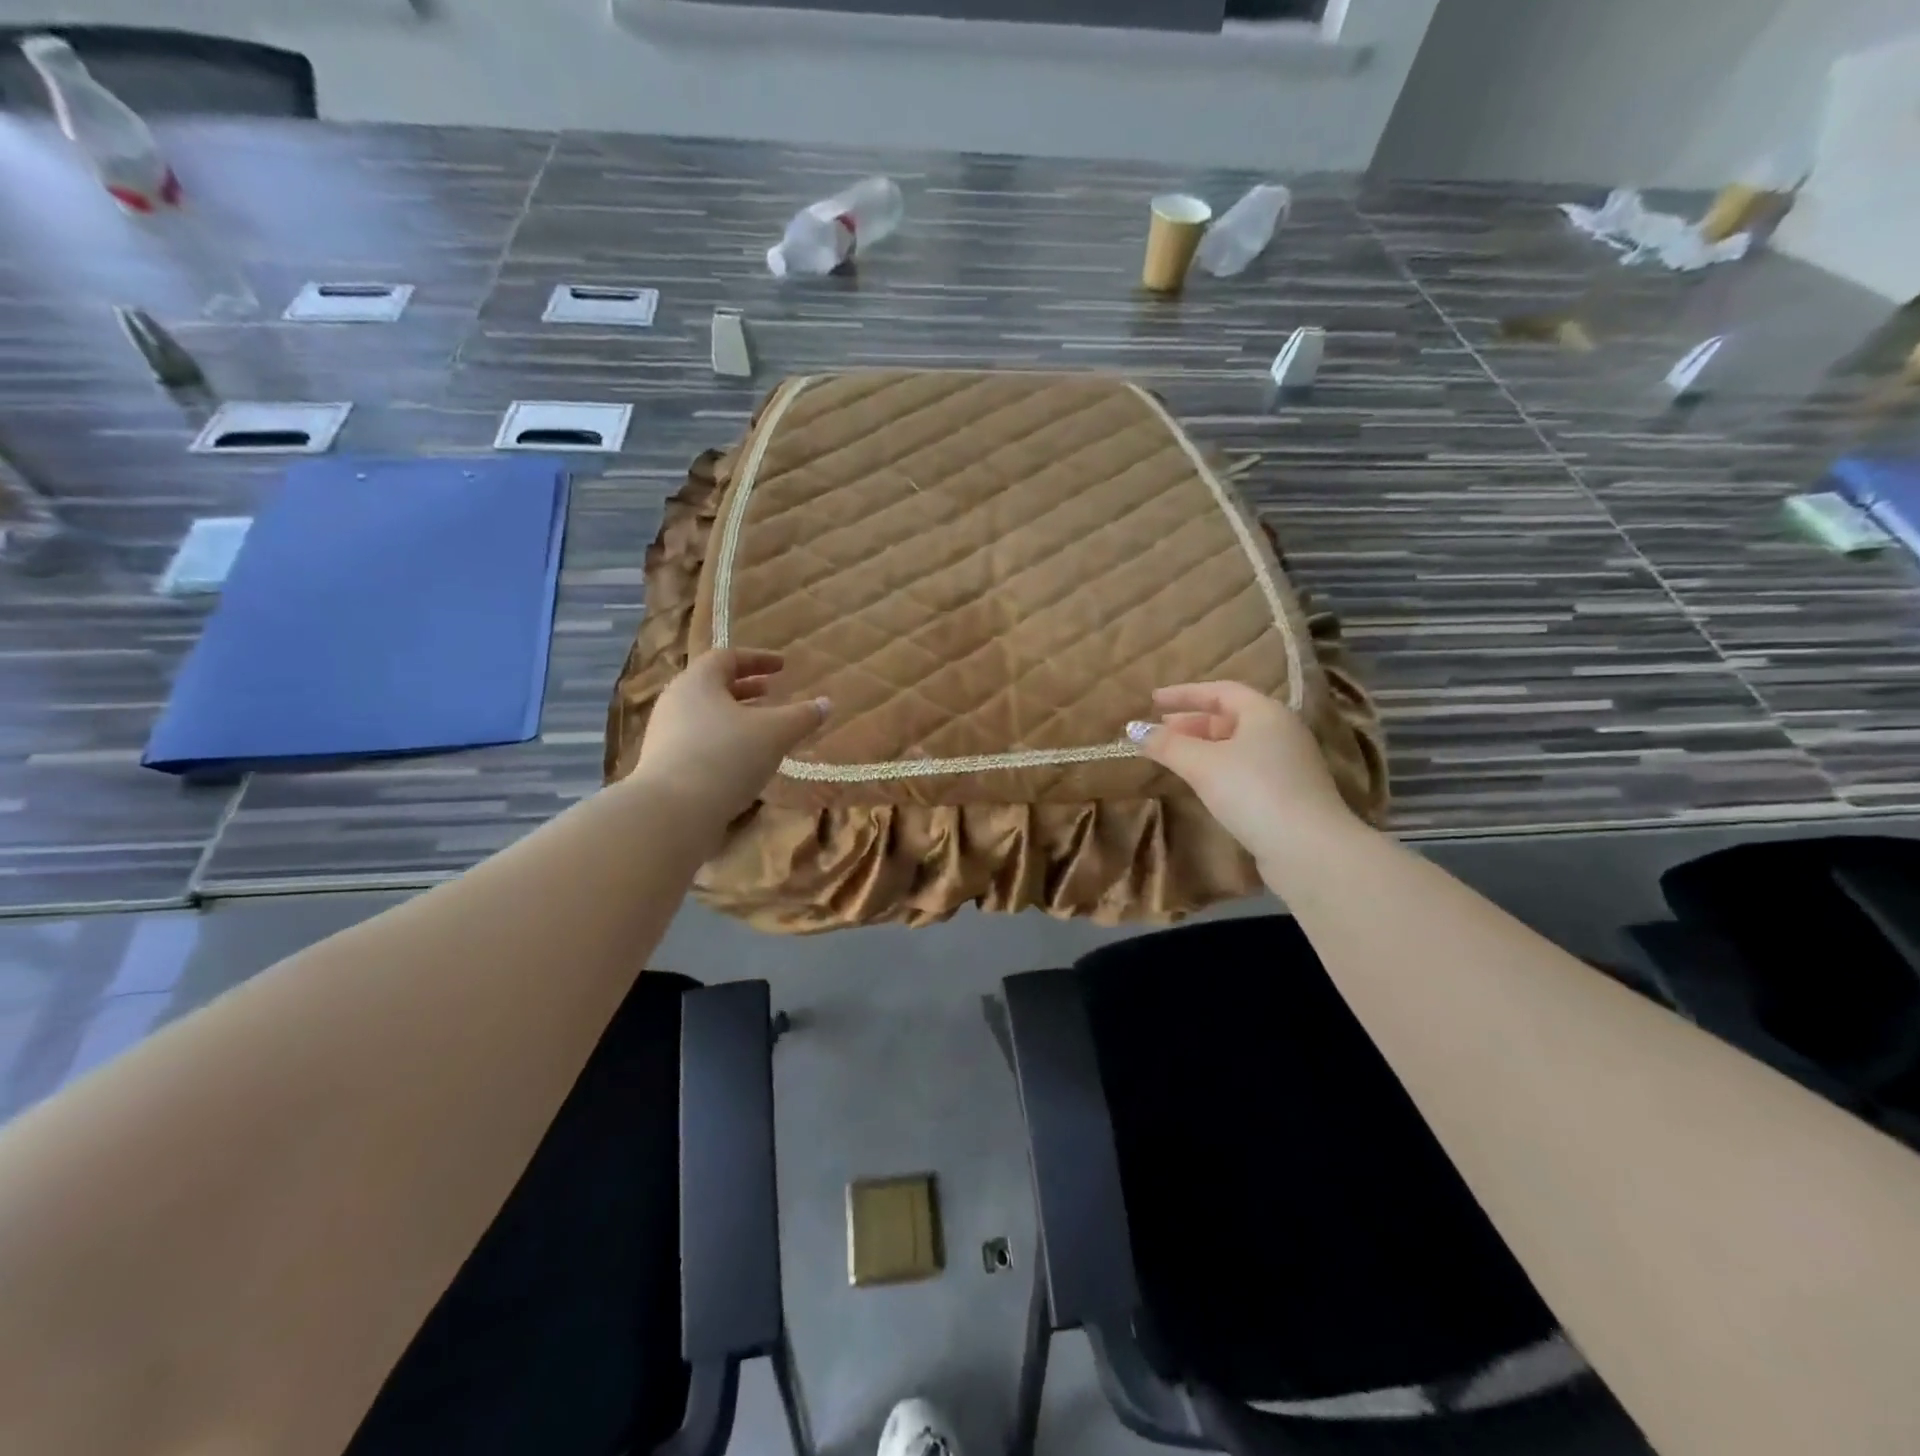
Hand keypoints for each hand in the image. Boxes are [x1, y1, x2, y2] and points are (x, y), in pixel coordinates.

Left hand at [632, 649, 829, 824]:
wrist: (672, 812)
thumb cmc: (726, 757)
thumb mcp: (775, 734)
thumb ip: (802, 717)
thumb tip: (826, 703)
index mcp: (698, 682)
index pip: (727, 657)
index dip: (758, 659)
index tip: (782, 666)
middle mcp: (676, 701)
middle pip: (712, 686)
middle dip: (745, 688)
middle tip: (771, 693)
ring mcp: (665, 734)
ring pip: (705, 715)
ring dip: (734, 717)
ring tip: (761, 730)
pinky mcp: (663, 765)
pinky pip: (698, 741)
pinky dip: (723, 742)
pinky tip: (742, 762)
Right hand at [1128, 681, 1361, 869]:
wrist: (1308, 848)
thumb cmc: (1253, 792)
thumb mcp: (1202, 764)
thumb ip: (1167, 745)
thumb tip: (1134, 730)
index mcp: (1265, 713)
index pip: (1220, 690)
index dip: (1184, 694)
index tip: (1152, 701)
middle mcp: (1282, 731)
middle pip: (1230, 717)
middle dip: (1191, 722)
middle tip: (1159, 732)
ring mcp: (1289, 763)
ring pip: (1238, 744)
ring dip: (1204, 746)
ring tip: (1174, 757)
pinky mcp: (1289, 792)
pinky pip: (1246, 767)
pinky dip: (1219, 766)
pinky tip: (1203, 782)